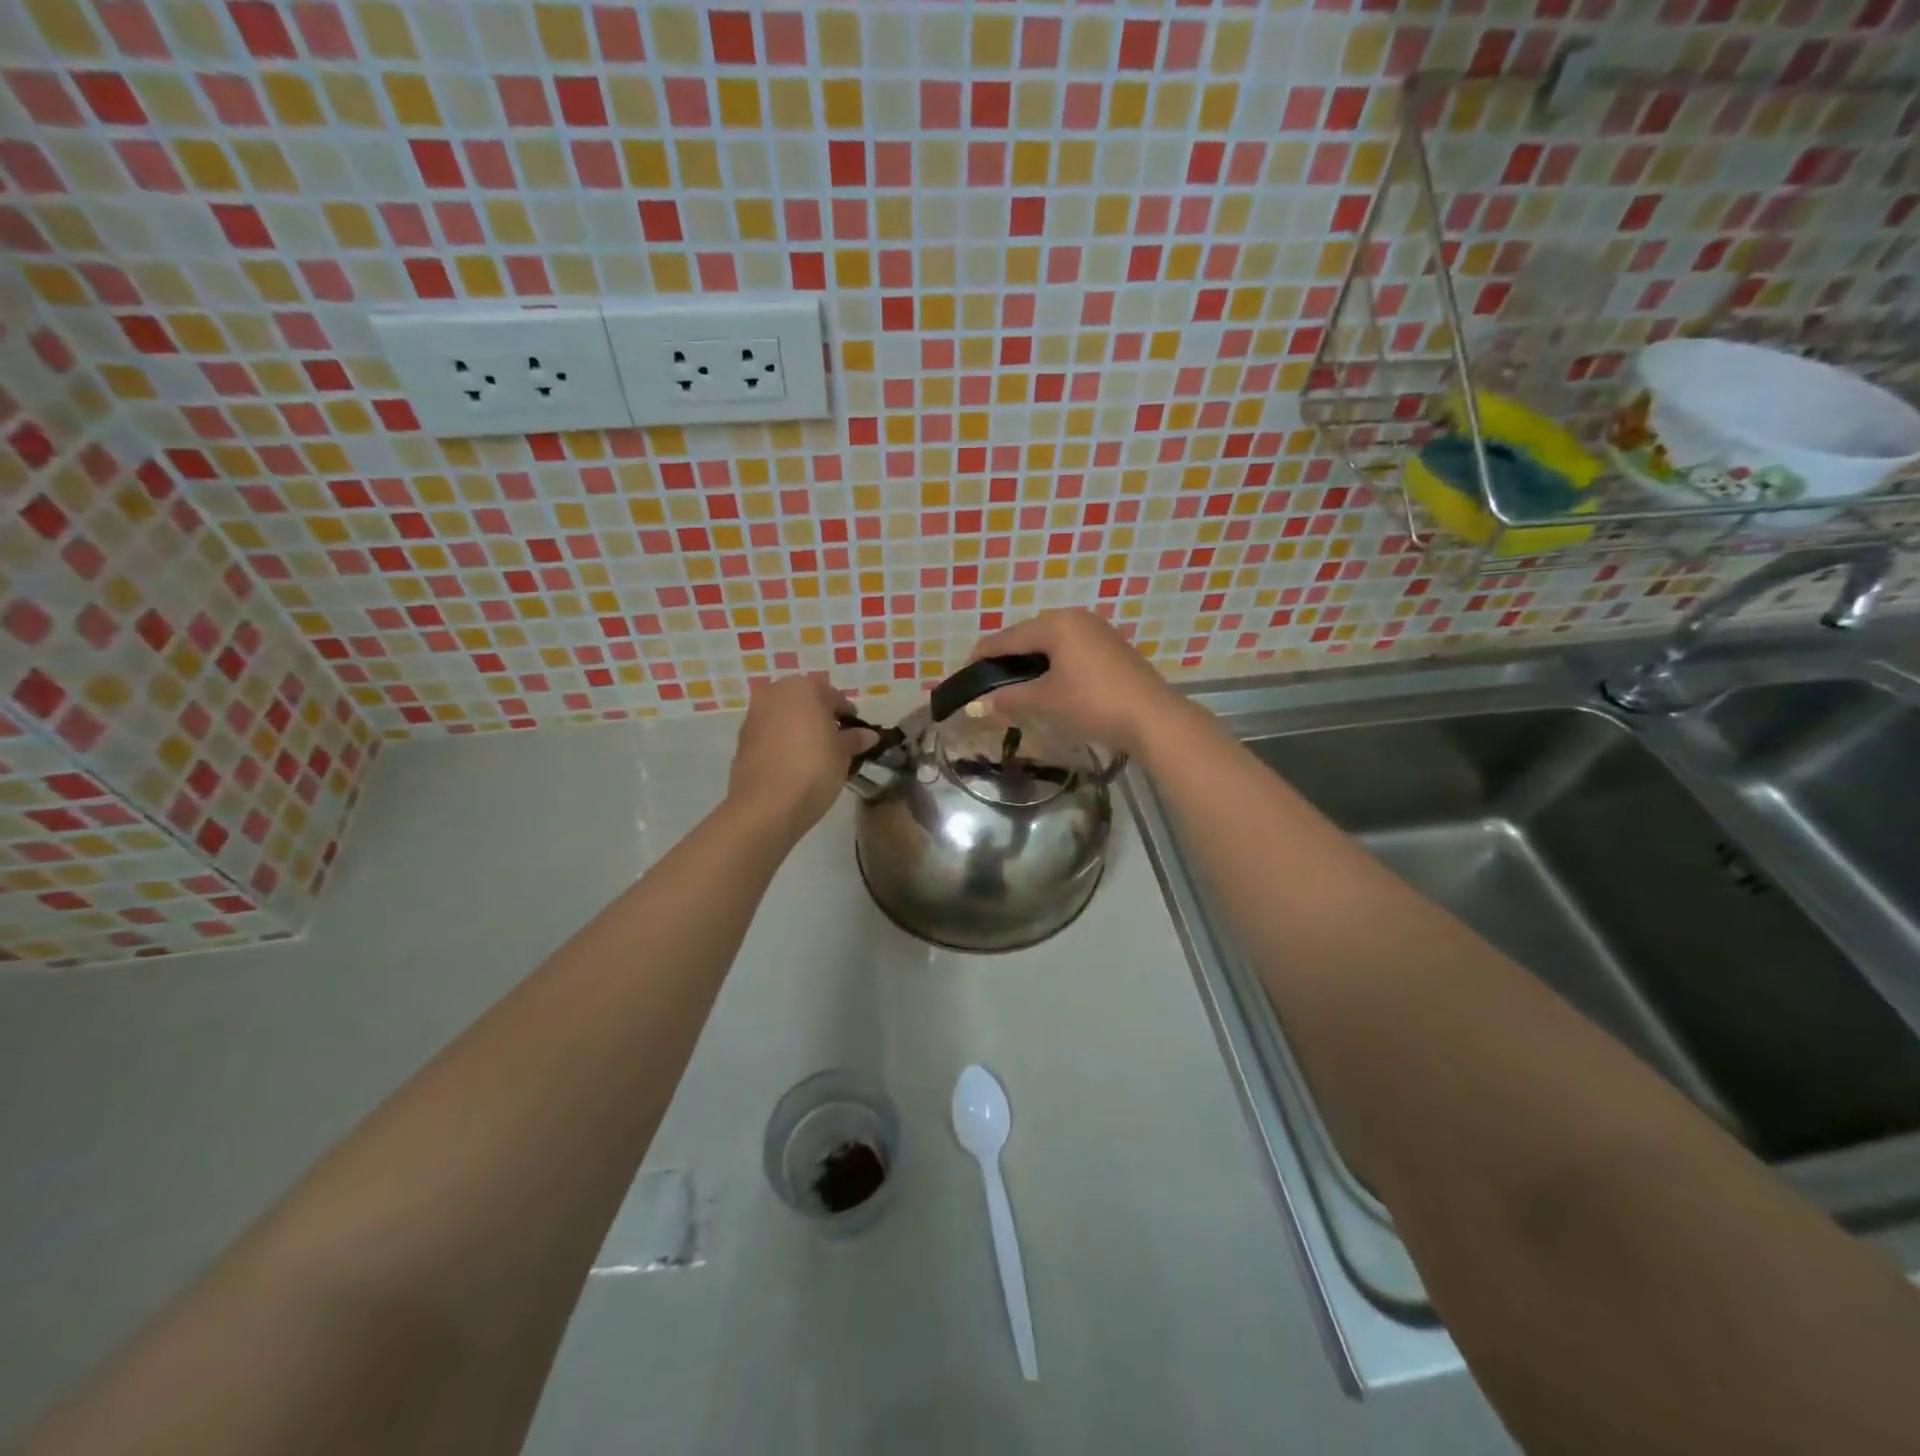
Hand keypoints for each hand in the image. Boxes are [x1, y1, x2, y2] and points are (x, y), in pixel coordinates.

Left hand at [728, 674, 872, 838]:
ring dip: (799, 727)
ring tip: (814, 752)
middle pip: (805, 700)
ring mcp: (755, 714)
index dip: (847, 714)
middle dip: (820, 716)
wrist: (766, 805)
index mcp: (804, 688)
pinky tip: (793, 761)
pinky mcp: (742, 738)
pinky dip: (782, 740)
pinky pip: (770, 732)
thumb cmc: (813, 769)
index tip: (856, 733)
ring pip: (785, 715)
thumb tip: (868, 735)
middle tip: (835, 740)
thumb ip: (855, 738)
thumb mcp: (843, 754)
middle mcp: (775, 693)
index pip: (833, 695)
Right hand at [967, 609, 1181, 757]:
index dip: (981, 656)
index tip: (963, 674)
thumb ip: (1008, 699)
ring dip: (1030, 661)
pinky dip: (1053, 663)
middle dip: (1006, 657)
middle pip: (1028, 635)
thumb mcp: (1045, 701)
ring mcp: (1097, 630)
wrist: (1153, 718)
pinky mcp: (1111, 647)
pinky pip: (1070, 649)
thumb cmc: (1092, 703)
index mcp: (1055, 624)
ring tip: (1014, 684)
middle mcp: (1075, 617)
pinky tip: (1048, 682)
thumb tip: (975, 706)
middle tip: (988, 681)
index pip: (1006, 638)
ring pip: (1050, 642)